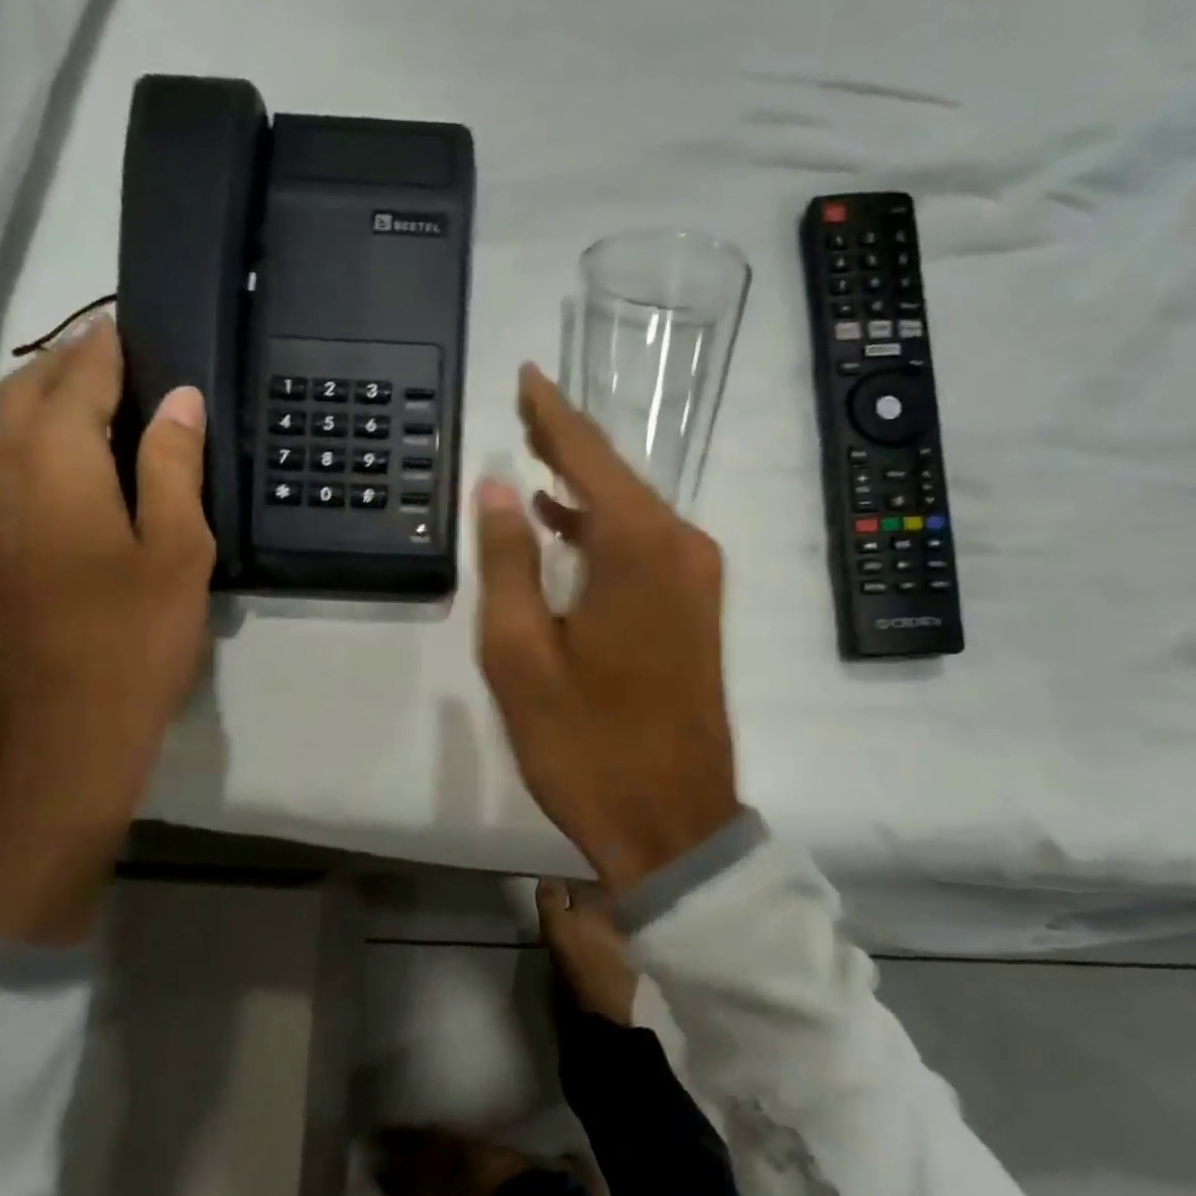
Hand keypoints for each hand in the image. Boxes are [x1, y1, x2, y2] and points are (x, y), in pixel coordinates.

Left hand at [0, 316, 214, 942]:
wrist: (61, 734)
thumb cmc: (134, 640)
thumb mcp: (177, 549)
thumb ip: (172, 465)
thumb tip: (179, 397)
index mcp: (52, 462)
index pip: (78, 376)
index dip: (107, 346)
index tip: (134, 321)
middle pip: (26, 389)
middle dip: (71, 362)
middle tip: (123, 354)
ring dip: (43, 395)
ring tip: (97, 395)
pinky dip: (26, 434)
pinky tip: (62, 454)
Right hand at [475, 364, 737, 890]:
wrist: (671, 822)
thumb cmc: (586, 743)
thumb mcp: (522, 656)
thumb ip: (509, 562)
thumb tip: (496, 488)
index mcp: (640, 549)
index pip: (589, 457)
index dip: (552, 413)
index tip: (527, 374)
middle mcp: (682, 548)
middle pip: (617, 478)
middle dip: (568, 443)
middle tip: (524, 408)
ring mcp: (698, 580)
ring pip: (634, 511)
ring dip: (585, 487)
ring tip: (535, 459)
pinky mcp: (699, 610)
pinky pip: (648, 546)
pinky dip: (606, 529)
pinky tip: (567, 529)